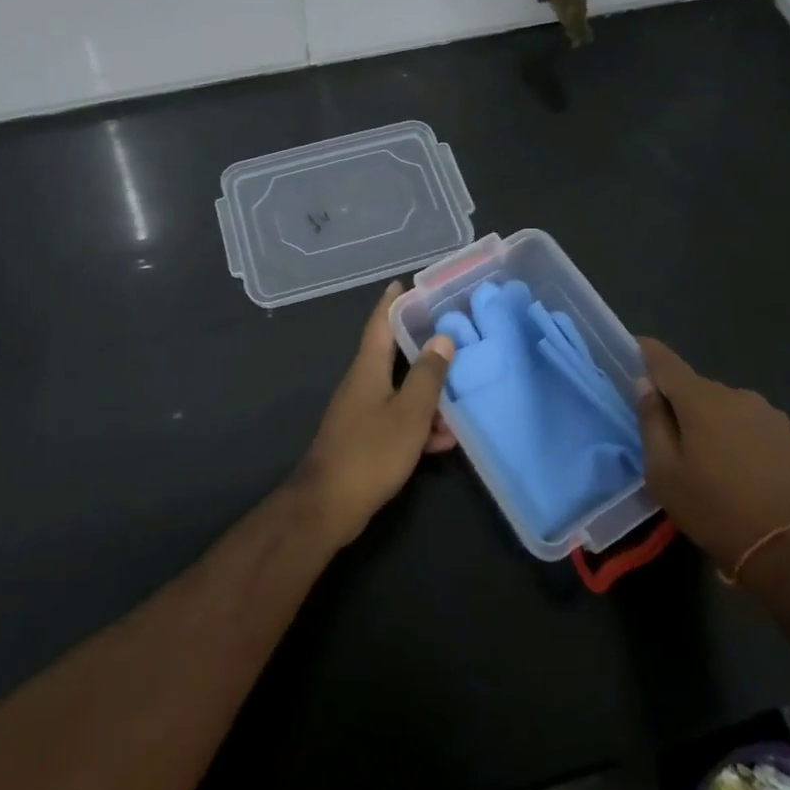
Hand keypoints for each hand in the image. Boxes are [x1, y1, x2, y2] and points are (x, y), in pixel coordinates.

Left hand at [295, 284, 456, 547]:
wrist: (328, 506)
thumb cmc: (371, 451)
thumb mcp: (409, 412)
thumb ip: (428, 376)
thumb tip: (442, 338)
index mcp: (368, 369)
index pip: (380, 324)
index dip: (392, 303)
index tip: (405, 283)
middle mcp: (362, 384)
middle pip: (393, 356)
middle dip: (421, 347)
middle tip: (450, 336)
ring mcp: (360, 412)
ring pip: (399, 392)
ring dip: (427, 395)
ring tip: (460, 398)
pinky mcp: (364, 439)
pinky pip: (397, 420)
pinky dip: (418, 425)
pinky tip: (443, 440)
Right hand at [635, 339, 789, 581]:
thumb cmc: (715, 511)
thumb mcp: (664, 473)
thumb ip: (651, 422)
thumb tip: (646, 385)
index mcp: (700, 399)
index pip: (665, 361)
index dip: (647, 352)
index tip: (635, 348)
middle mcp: (735, 394)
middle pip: (694, 388)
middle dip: (679, 404)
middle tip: (670, 440)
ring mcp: (767, 413)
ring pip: (722, 406)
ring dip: (709, 422)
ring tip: (707, 462)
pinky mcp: (788, 435)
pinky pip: (747, 423)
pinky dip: (735, 436)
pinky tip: (737, 470)